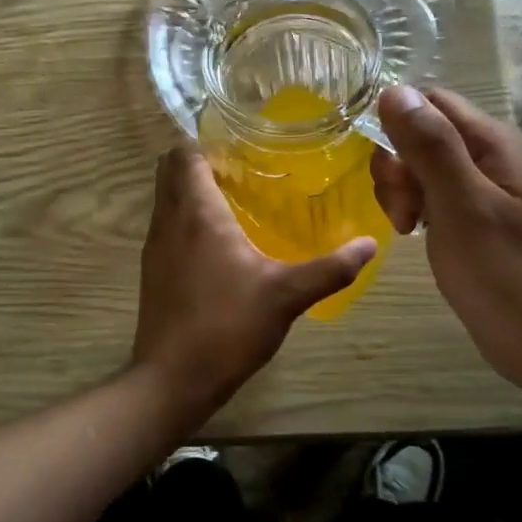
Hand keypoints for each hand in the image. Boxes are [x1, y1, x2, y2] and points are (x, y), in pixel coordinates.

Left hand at [132, 145, 375, 421]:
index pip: (185, 153)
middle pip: (171, 170)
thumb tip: (370, 244)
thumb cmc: (227, 326)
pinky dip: (186, 219)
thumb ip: (330, 268)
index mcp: (197, 212)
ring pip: (166, 199)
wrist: (172, 379)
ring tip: (237, 199)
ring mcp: (154, 246)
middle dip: (201, 161)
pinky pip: (167, 226)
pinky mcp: (152, 271)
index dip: (208, 141)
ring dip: (192, 190)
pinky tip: (220, 243)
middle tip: (243, 168)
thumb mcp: (287, 295)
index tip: (243, 143)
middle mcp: (168, 220)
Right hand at [370, 86, 521, 401]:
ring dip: (403, 191)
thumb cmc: (507, 277)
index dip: (398, 128)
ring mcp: (489, 190)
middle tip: (402, 213)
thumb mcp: (461, 207)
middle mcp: (494, 157)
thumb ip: (430, 147)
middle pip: (425, 134)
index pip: (432, 102)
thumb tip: (394, 90)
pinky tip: (416, 235)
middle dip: (399, 167)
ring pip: (424, 167)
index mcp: (496, 144)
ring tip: (408, 228)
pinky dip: (418, 209)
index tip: (388, 175)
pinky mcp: (481, 219)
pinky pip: (436, 195)